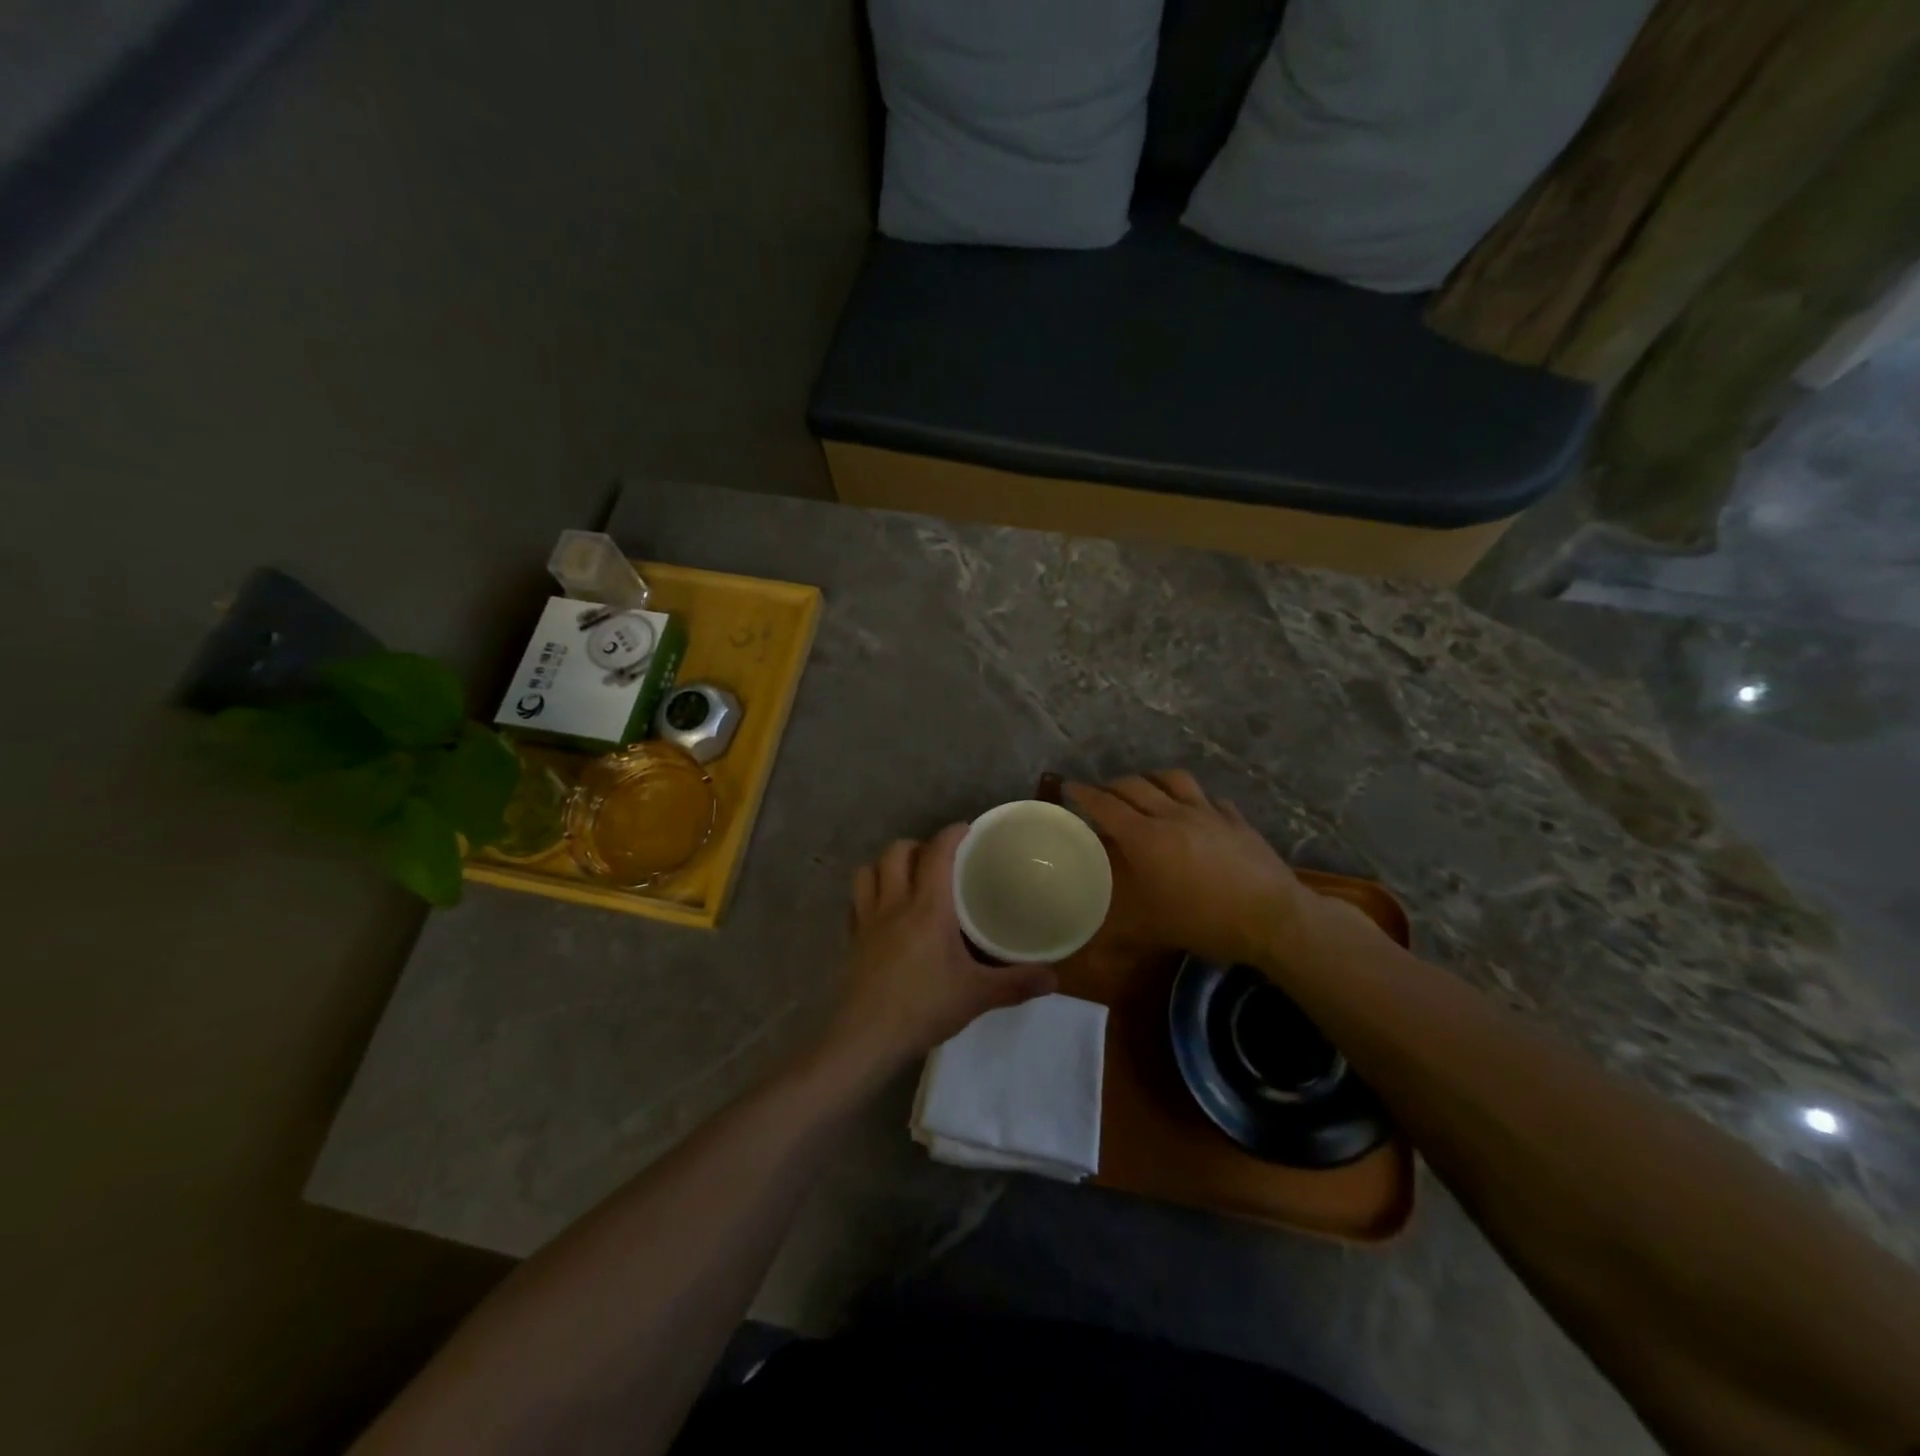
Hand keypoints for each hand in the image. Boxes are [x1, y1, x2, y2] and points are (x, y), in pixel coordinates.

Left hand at [821, 824, 1056, 1080]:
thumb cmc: (923, 1008)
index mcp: (928, 907)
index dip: (952, 834)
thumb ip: (1016, 983)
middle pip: (896, 852)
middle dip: (917, 845)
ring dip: (886, 865)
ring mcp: (867, 920)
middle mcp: (894, 903)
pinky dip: (868, 895)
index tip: (966, 830)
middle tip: (937, 859)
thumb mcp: (977, 996)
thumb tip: (1054, 978)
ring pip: (868, 871)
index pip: (938, 853)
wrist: (866, 1038)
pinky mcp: (851, 940)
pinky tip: (881, 912)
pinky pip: (855, 903)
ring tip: (906, 878)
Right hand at [1066, 770, 1312, 968]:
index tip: (1069, 787)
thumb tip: (1091, 954)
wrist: (1272, 917)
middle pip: (1135, 786)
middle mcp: (1171, 815)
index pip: (1105, 806)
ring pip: (1173, 779)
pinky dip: (1194, 799)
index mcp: (1144, 837)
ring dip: (1152, 779)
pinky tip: (1196, 811)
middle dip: (1112, 785)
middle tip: (1102, 795)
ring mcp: (1207, 813)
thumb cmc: (1205, 921)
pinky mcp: (1235, 819)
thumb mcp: (1152, 930)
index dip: (1084, 794)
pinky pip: (1210, 799)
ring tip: (1146, 790)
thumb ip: (1118, 932)